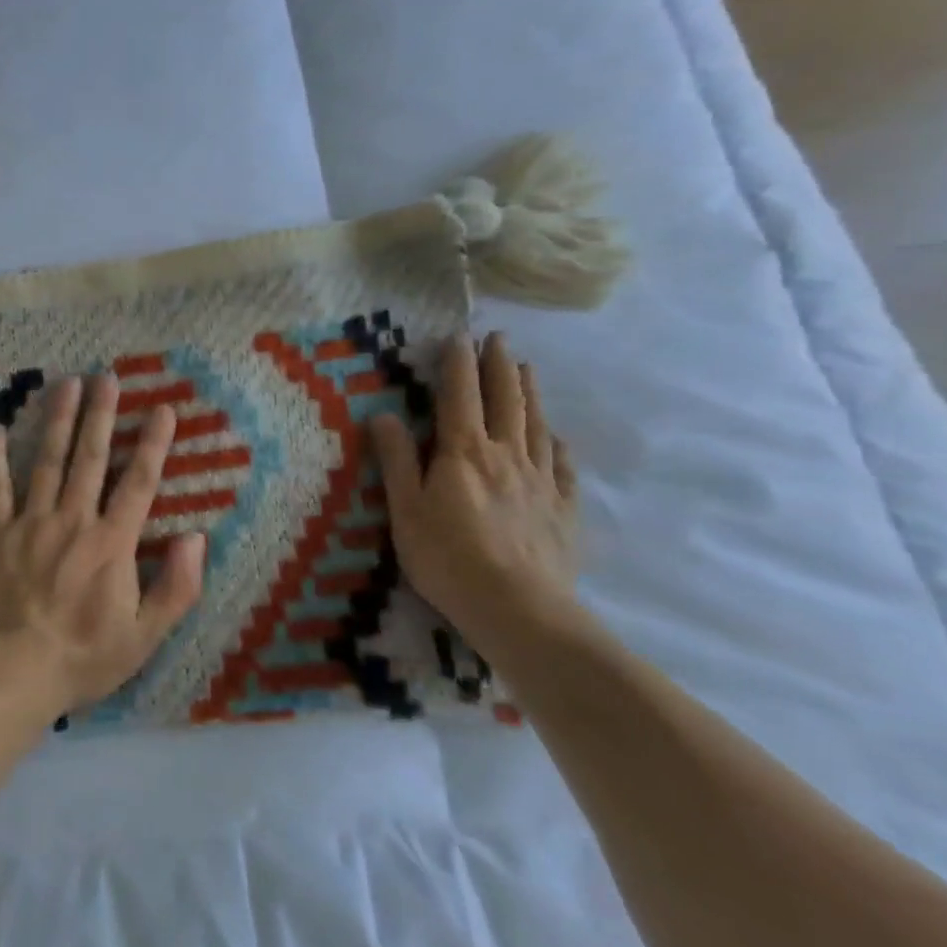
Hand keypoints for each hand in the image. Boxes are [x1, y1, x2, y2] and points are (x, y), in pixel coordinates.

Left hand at [0, 374, 205, 717]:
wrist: (12, 672)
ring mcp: (31, 522)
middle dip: (101, 414)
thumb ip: (176, 587)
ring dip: (58, 419)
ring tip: (65, 383)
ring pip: (48, 460)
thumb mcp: (144, 637)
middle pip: (91, 457)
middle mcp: (74, 520)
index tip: (163, 409)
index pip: (139, 483)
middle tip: (105, 376)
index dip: (154, 445)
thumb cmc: (82, 657)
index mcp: (112, 543)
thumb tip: (196, 537)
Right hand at [369, 332, 581, 661]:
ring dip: (530, 393)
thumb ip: (396, 460)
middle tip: (500, 338)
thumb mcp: (406, 510)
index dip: (458, 363)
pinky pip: (563, 467)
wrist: (519, 611)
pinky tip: (556, 436)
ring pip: (536, 425)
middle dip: (500, 365)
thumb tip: (383, 414)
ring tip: (528, 368)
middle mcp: (506, 455)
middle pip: (505, 400)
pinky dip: (558, 444)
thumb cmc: (448, 559)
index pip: (460, 396)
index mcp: (463, 452)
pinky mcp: (563, 509)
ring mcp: (540, 481)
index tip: (459, 336)